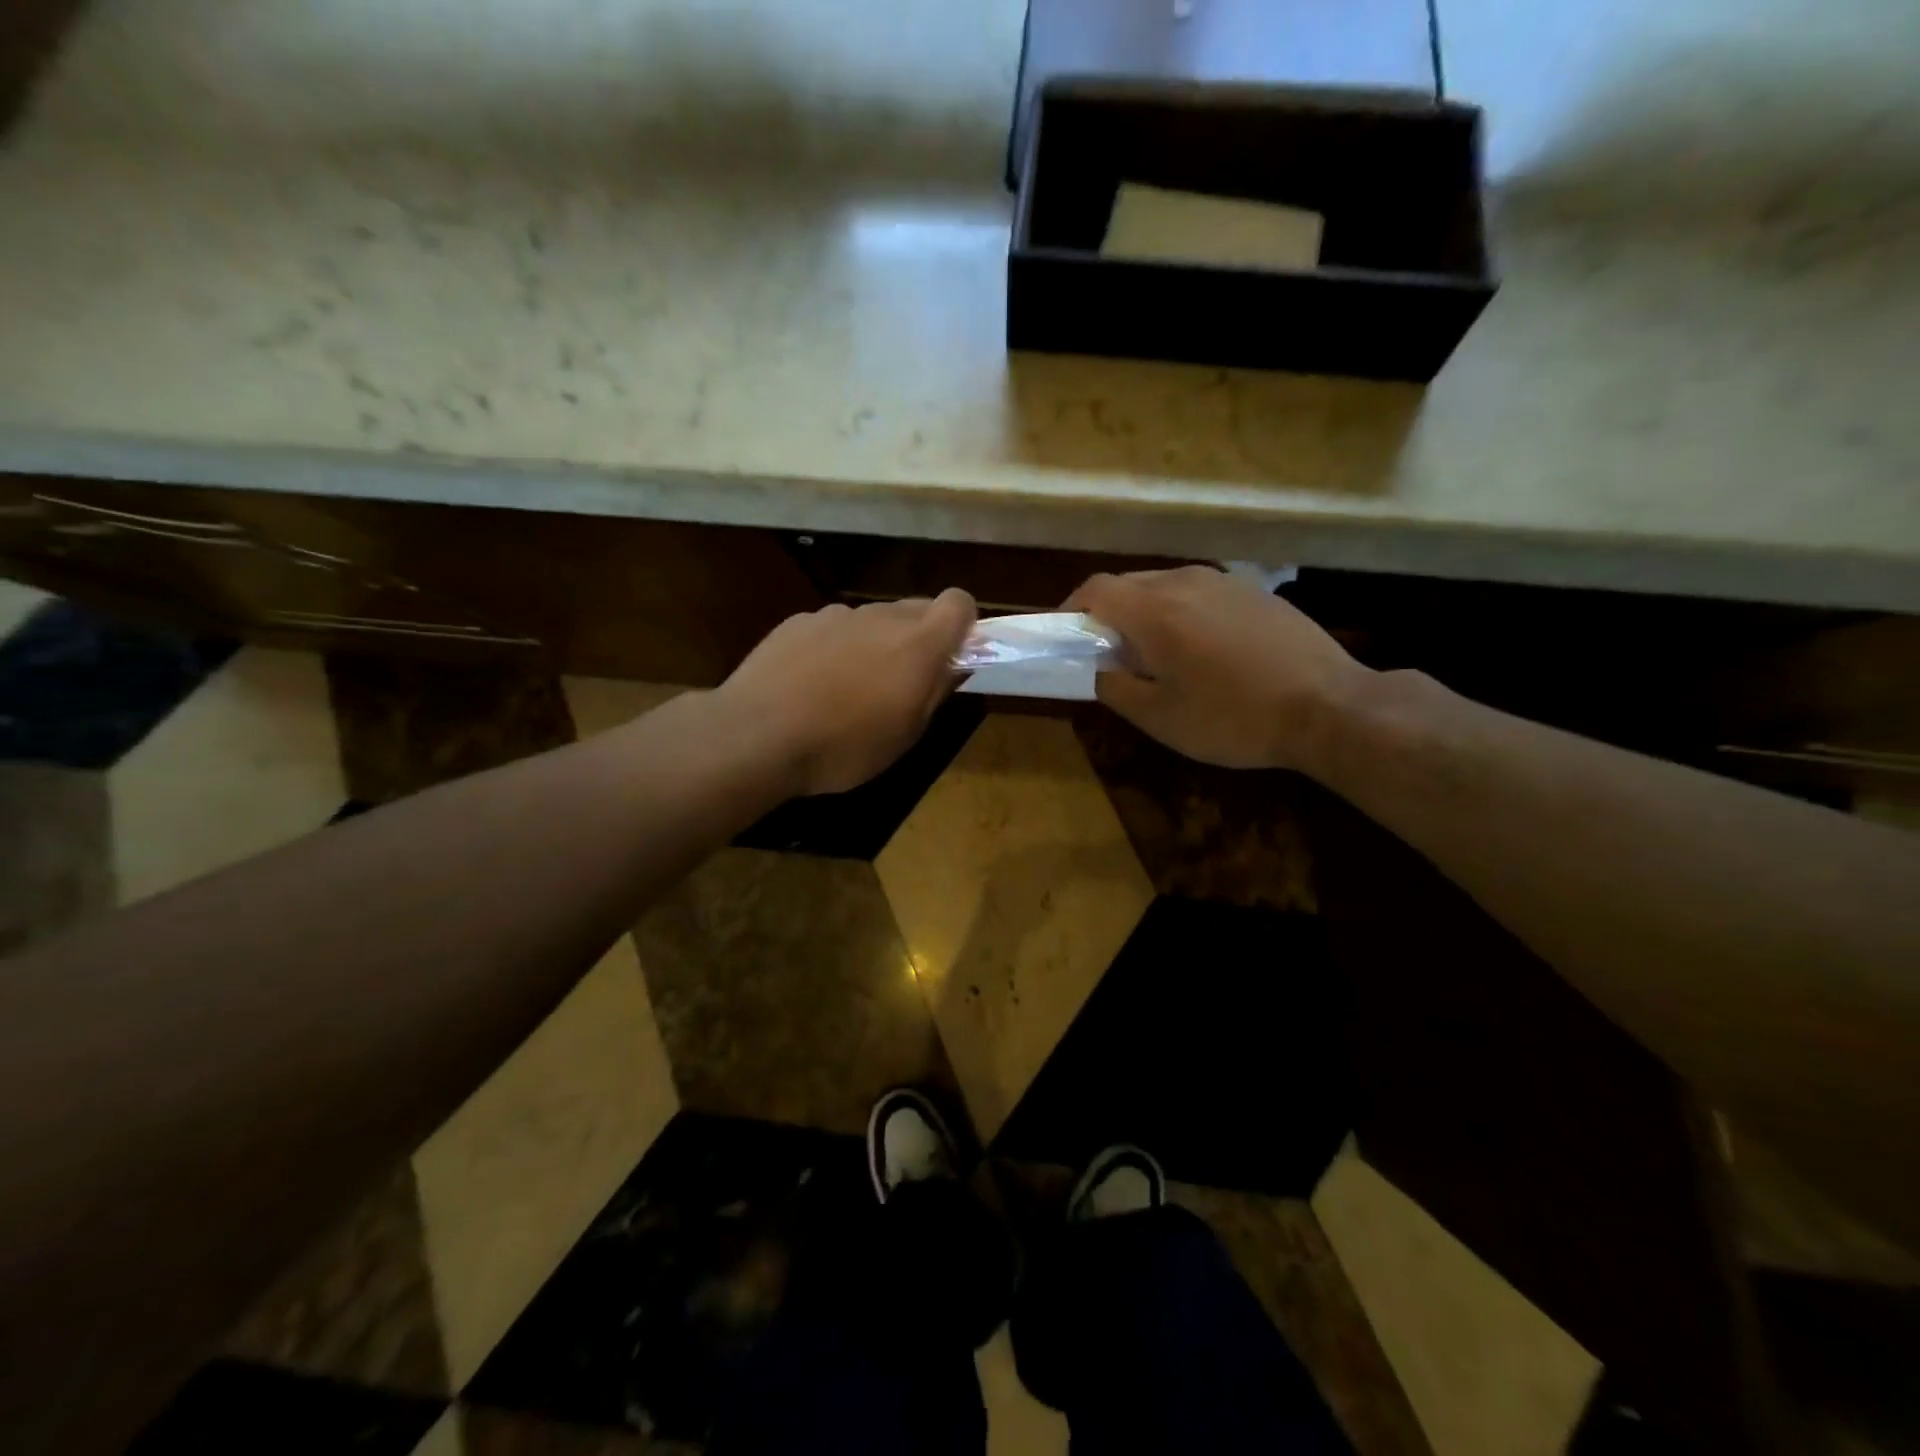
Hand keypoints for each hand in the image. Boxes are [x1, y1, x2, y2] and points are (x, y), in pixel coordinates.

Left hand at [717, 590, 976, 795]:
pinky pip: (832, 627)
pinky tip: (810, 685)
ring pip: (872, 619)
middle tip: (901, 683)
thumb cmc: (844, 746)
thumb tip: (952, 666)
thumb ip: (935, 691)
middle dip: (918, 638)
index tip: (951, 656)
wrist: (757, 735)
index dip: (962, 625)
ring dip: (874, 644)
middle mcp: (880, 617)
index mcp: (918, 643)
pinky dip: (833, 648)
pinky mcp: (797, 622)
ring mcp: (835, 614)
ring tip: (848, 689)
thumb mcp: (905, 734)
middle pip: (915, 609)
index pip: (959, 603)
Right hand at [1066, 566, 1368, 772]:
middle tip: (1107, 655)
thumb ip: (1115, 687)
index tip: (1065, 639)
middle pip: (1127, 584)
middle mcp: (1186, 582)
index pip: (1094, 590)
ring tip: (1154, 655)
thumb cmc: (1234, 718)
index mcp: (1156, 610)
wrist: (1329, 706)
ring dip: (1144, 613)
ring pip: (1164, 586)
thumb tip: (1098, 669)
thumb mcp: (1160, 717)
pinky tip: (1200, 651)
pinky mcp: (1253, 591)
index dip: (1070, 610)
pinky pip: (1198, 593)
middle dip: (1106, 615)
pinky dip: (1179, 613)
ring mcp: (1224, 582)